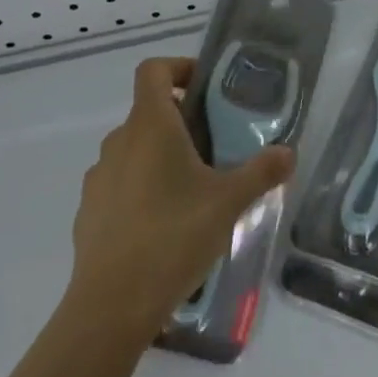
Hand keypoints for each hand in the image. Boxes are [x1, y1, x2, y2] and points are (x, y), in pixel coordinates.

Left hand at [68, 56, 293, 334]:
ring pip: (134, 149)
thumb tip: (288, 152)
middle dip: (181, 121)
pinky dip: (141, 189)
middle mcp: (119, 142)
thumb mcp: (229, 202)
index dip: (178, 67)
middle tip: (214, 146)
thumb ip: (261, 172)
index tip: (205, 89)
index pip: (153, 70)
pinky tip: (163, 225)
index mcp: (150, 125)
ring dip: (160, 156)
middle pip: (148, 111)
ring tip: (192, 190)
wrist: (110, 309)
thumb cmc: (173, 237)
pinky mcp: (89, 213)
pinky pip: (119, 184)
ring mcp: (99, 178)